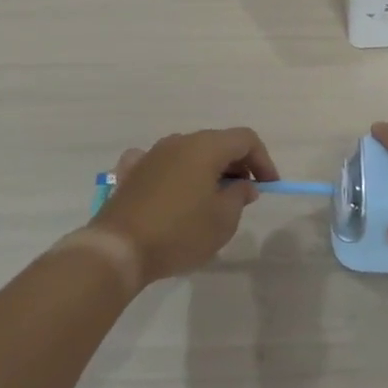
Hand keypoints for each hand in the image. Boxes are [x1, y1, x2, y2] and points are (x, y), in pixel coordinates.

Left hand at [90, 128, 277, 284]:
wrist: (118, 248)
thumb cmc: (179, 232)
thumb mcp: (223, 220)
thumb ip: (239, 196)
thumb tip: (243, 185)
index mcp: (205, 147)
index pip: (245, 139)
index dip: (263, 160)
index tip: (268, 187)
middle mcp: (178, 142)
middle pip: (217, 143)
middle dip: (236, 166)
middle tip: (244, 195)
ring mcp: (151, 154)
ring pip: (189, 153)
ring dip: (207, 170)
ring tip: (212, 199)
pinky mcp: (130, 173)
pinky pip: (161, 164)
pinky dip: (176, 173)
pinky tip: (174, 191)